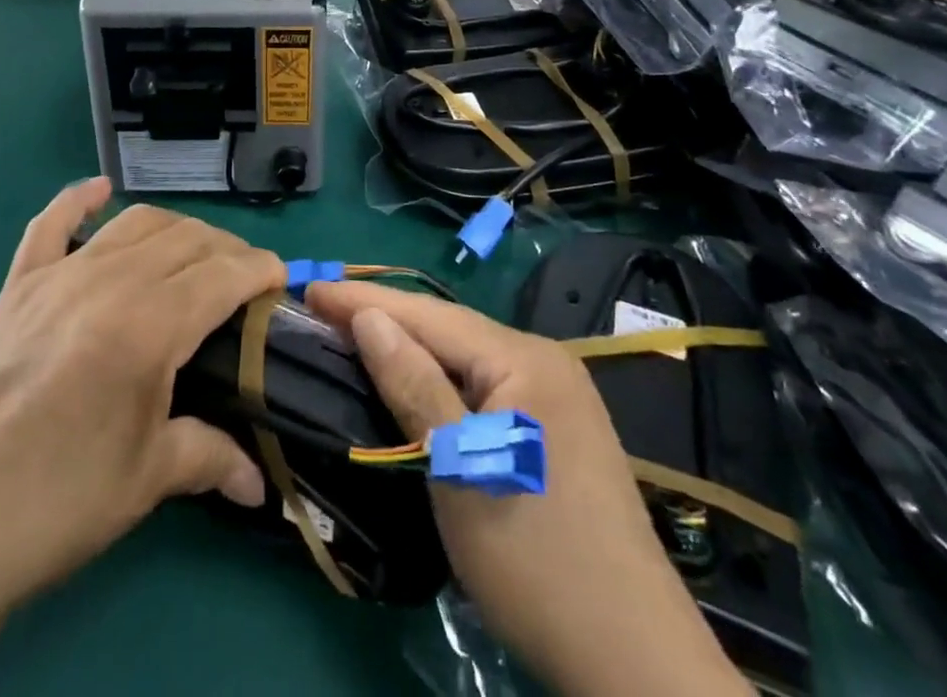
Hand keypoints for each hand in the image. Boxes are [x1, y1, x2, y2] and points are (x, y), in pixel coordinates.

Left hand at [0, 180, 284, 696]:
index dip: (259, 270)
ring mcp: (57, 277)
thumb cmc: (53, 505)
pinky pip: (49, 225)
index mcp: (148, 325)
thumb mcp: (144, 482)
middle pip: (186, 239)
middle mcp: (108, 282)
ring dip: (175, 229)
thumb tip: (262, 482)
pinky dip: (77, 200)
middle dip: (225, 250)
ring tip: (194, 254)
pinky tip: (98, 190)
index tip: (278, 281)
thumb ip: (210, 458)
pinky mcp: (16, 287)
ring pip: (134, 224)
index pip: (223, 273)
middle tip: (241, 281)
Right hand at [306, 283, 748, 696]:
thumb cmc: (538, 561)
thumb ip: (414, 386)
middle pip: (448, 330)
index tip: (310, 287)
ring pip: (464, 359)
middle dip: (384, 318)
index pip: (430, 315)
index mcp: (526, 358)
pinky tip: (410, 381)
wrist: (636, 665)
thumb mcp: (462, 470)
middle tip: (322, 309)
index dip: (365, 300)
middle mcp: (544, 362)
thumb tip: (368, 318)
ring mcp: (554, 397)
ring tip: (352, 335)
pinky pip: (481, 387)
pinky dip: (437, 380)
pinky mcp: (552, 431)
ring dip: (408, 348)